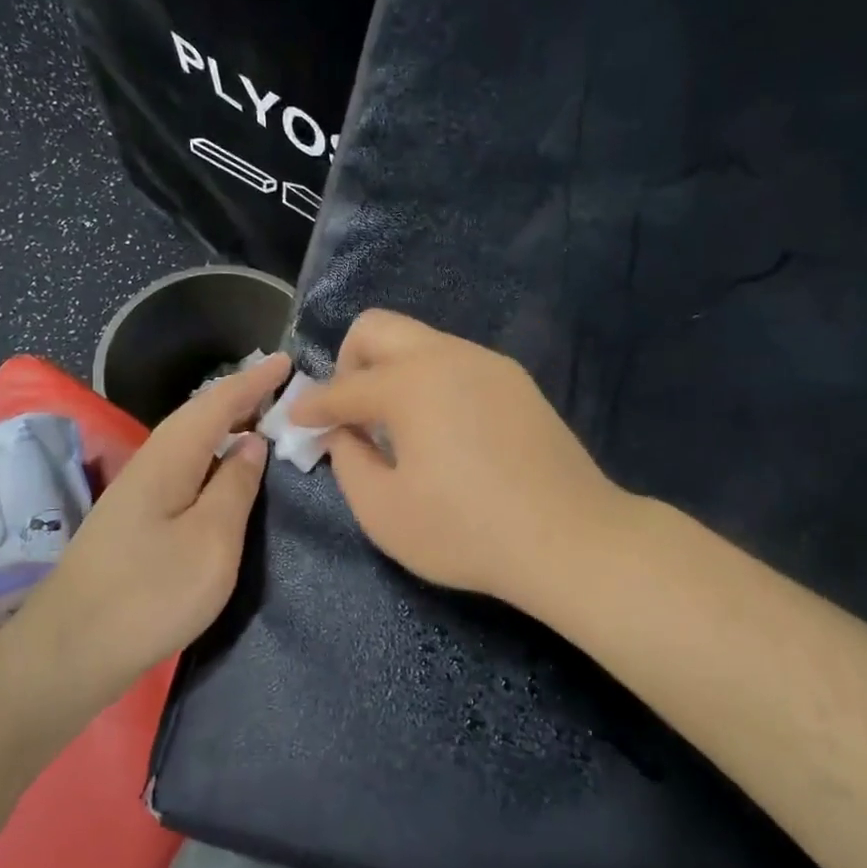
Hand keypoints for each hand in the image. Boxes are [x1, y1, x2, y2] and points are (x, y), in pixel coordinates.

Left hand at [18, 351, 289, 686]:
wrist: (70, 651)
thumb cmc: (151, 593)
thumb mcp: (211, 540)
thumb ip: (235, 487)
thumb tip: (251, 444)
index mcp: (169, 458)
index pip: (216, 403)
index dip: (253, 381)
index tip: (286, 360)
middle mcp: (149, 464)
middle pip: (198, 417)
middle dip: (240, 398)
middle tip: (282, 389)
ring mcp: (137, 494)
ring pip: (189, 443)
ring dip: (225, 426)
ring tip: (262, 422)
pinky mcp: (134, 521)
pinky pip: (183, 469)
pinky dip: (212, 458)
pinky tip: (224, 474)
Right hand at [289, 311, 624, 610]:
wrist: (570, 538)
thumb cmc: (466, 531)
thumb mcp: (384, 511)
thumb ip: (348, 462)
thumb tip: (342, 433)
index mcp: (410, 383)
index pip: (344, 387)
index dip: (313, 407)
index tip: (296, 421)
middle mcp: (448, 356)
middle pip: (379, 328)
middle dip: (349, 363)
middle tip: (349, 411)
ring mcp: (489, 364)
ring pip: (422, 342)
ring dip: (393, 372)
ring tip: (394, 425)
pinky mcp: (518, 383)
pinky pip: (457, 364)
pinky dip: (431, 383)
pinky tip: (441, 430)